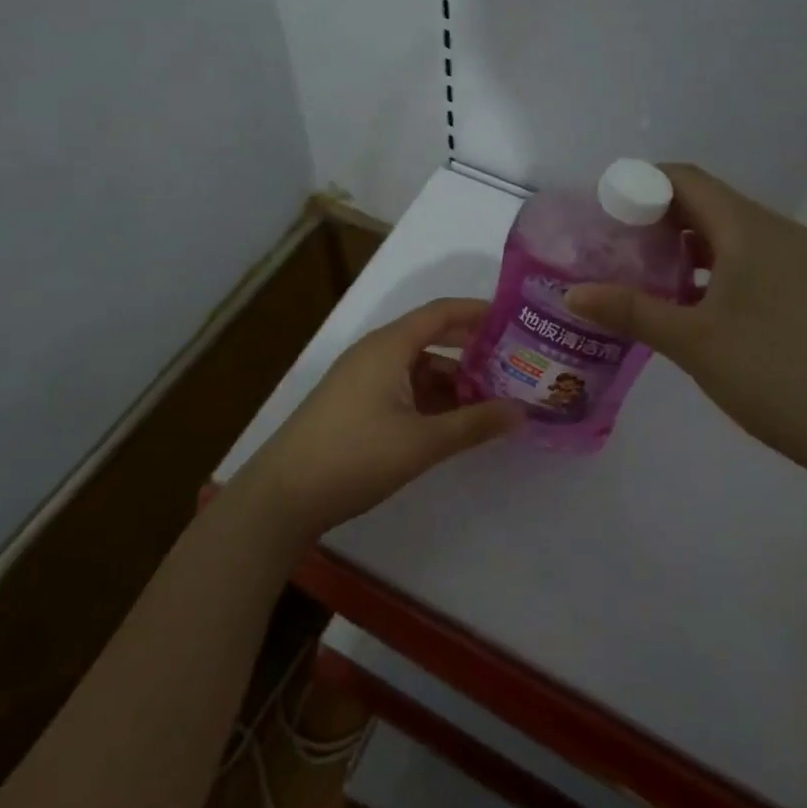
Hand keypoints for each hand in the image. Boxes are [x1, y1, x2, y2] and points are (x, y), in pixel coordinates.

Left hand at [233, 298, 520, 545]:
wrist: (283, 495)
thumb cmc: (355, 455)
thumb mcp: (422, 441)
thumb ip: (474, 424)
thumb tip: (522, 411)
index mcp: (389, 346)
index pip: (441, 312)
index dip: (478, 312)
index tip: (515, 320)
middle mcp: (376, 353)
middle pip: (432, 340)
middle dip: (472, 352)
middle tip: (513, 366)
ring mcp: (362, 379)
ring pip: (419, 369)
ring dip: (453, 382)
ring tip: (493, 402)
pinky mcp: (355, 405)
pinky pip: (403, 389)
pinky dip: (431, 400)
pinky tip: (454, 423)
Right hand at [565, 164, 806, 499]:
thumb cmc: (776, 375)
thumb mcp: (693, 342)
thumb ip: (630, 310)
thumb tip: (571, 293)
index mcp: (750, 229)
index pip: (686, 180)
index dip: (640, 184)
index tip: (604, 212)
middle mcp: (778, 232)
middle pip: (707, 202)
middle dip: (656, 217)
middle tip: (615, 248)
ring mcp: (800, 261)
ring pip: (729, 233)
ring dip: (685, 245)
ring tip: (645, 276)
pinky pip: (750, 259)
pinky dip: (713, 267)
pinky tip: (692, 304)